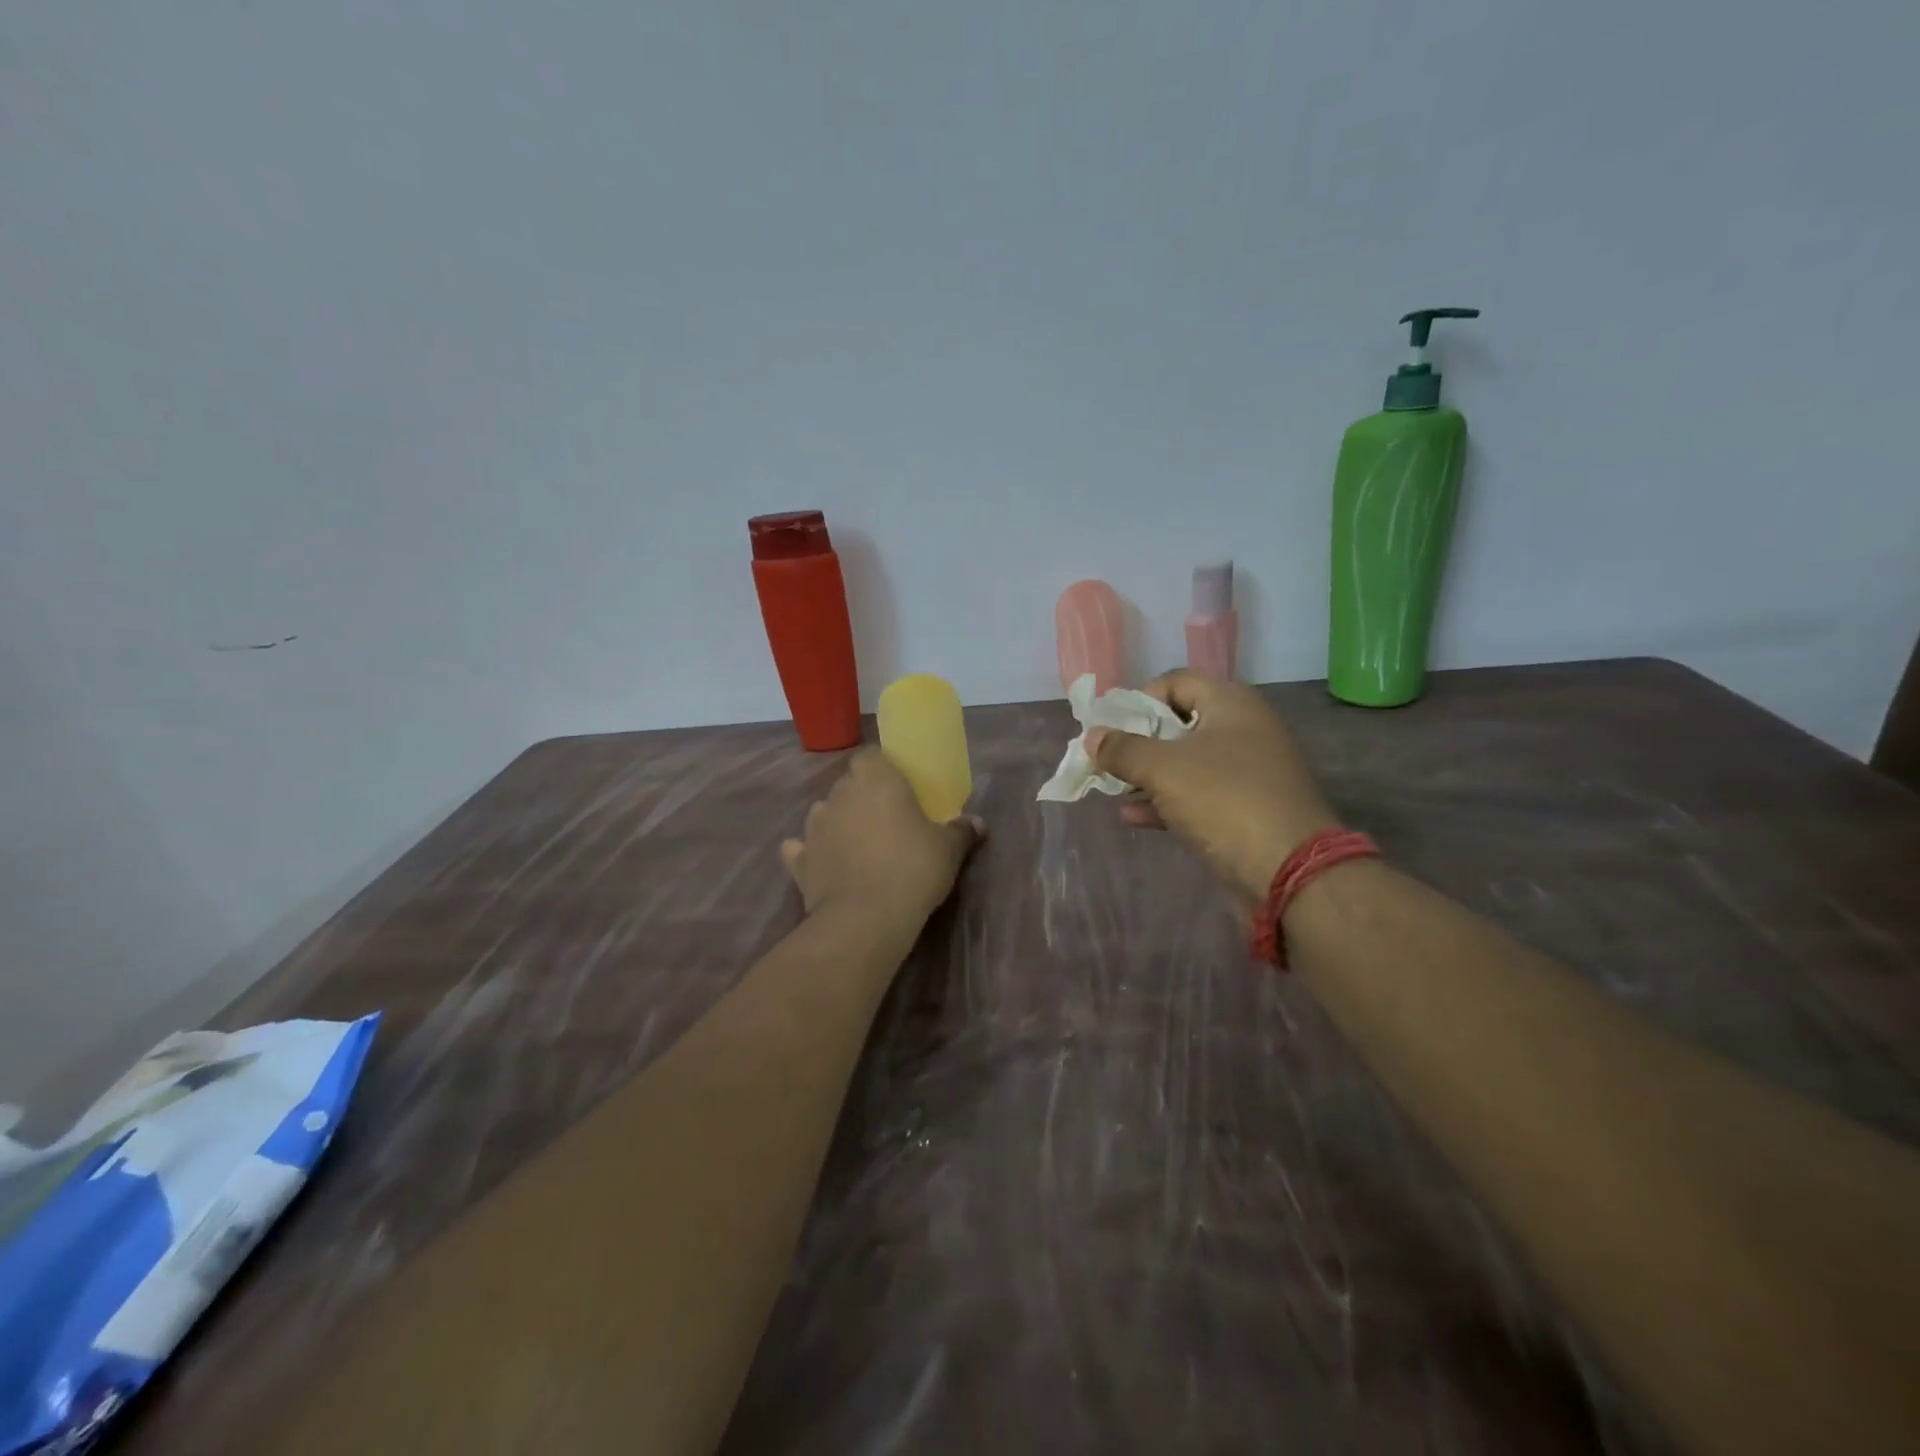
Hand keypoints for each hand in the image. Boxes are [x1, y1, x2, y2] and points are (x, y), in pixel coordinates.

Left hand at [780, 749, 983, 932]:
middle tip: (886, 822)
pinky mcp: (798, 859)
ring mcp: (813, 826)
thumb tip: (977, 823)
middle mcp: (839, 794)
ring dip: (838, 824)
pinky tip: (826, 867)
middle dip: (863, 798)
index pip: (871, 756)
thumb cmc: (913, 869)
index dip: (882, 768)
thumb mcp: (948, 850)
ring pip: (825, 814)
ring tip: (858, 847)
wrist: (865, 919)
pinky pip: (802, 849)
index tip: (898, 787)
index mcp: (875, 778)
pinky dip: (812, 854)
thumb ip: (961, 831)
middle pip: (849, 784)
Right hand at [1086, 670, 1339, 905]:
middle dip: (1139, 741)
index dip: (1140, 699)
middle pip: (1180, 722)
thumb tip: (1092, 737)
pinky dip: (1166, 801)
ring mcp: (1248, 772)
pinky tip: (1133, 816)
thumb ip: (1123, 749)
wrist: (1289, 870)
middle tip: (1108, 758)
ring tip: (1113, 788)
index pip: (1177, 681)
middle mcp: (1243, 730)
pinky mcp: (1246, 809)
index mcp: (1231, 704)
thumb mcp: (1163, 769)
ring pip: (1187, 763)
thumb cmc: (1223, 801)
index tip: (1113, 726)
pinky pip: (1199, 795)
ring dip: (1148, 774)